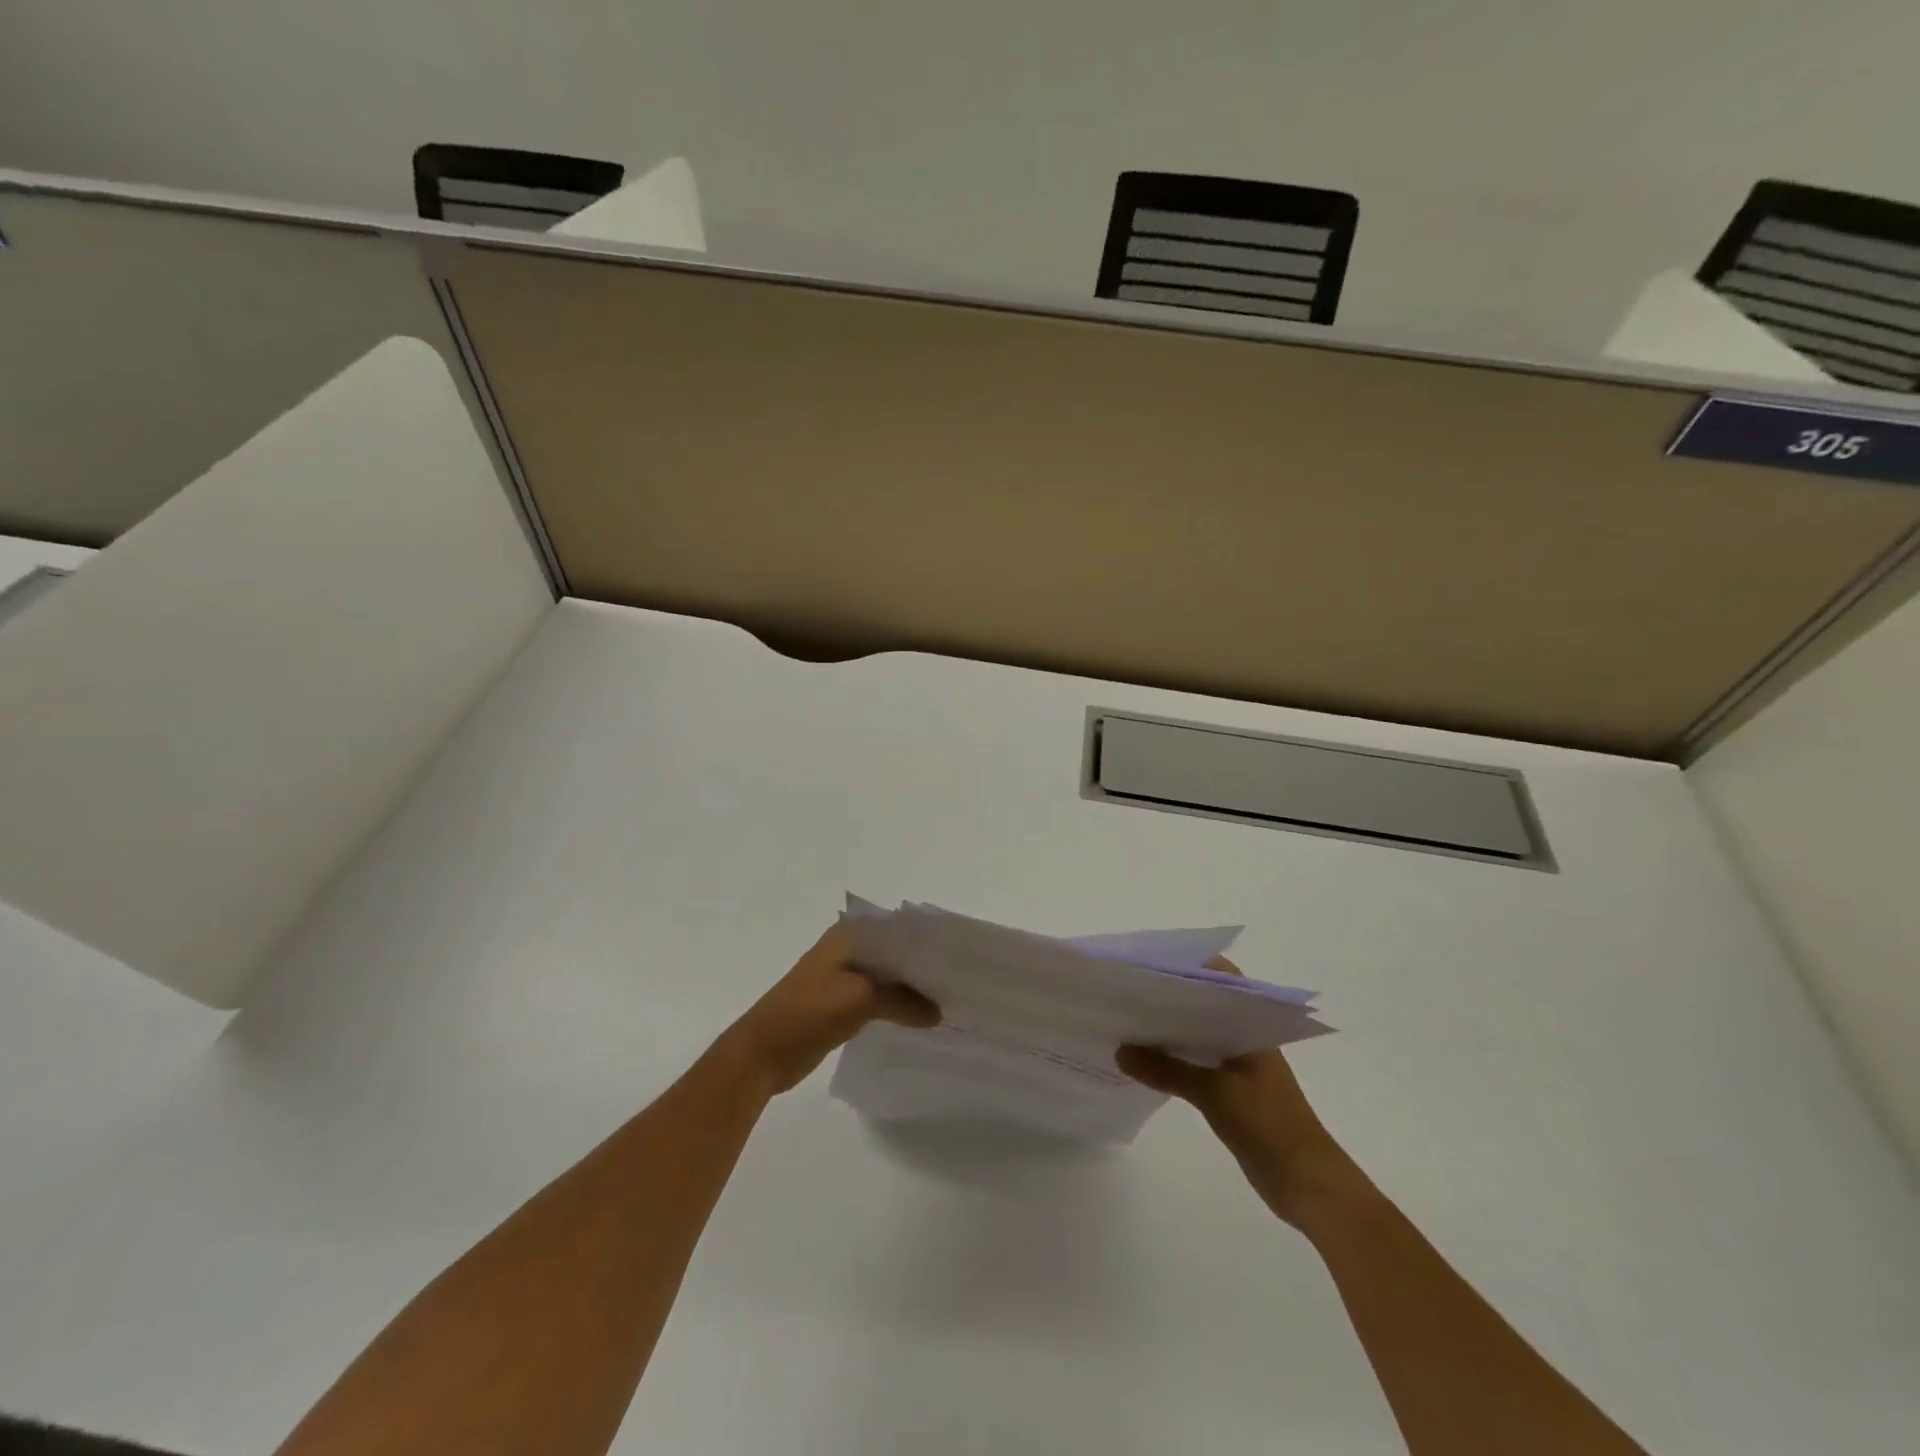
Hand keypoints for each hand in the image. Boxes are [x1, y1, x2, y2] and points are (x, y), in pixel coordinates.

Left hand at [721, 922, 940, 1095]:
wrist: (762, 1054)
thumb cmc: (807, 1013)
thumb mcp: (859, 999)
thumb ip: (902, 1000)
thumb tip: (939, 1013)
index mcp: (847, 935)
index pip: (897, 928)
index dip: (926, 940)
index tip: (957, 954)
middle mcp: (847, 949)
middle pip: (894, 953)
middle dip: (922, 967)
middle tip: (959, 979)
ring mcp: (842, 978)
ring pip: (887, 977)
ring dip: (911, 988)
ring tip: (948, 998)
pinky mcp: (841, 1004)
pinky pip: (878, 999)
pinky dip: (898, 1006)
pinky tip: (921, 1016)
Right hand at [1117, 958, 1354, 1225]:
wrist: (1306, 1183)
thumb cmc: (1269, 1124)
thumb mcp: (1215, 1093)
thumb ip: (1167, 1070)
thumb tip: (1120, 1051)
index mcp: (1250, 1025)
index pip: (1220, 978)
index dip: (1188, 964)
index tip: (1150, 960)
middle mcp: (1243, 1037)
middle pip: (1203, 1003)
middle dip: (1169, 995)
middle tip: (1128, 987)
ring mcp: (1237, 1064)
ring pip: (1197, 1034)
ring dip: (1168, 1028)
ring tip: (1127, 1018)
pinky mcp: (1229, 1090)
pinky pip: (1194, 1062)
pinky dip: (1172, 1057)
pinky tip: (1143, 1059)